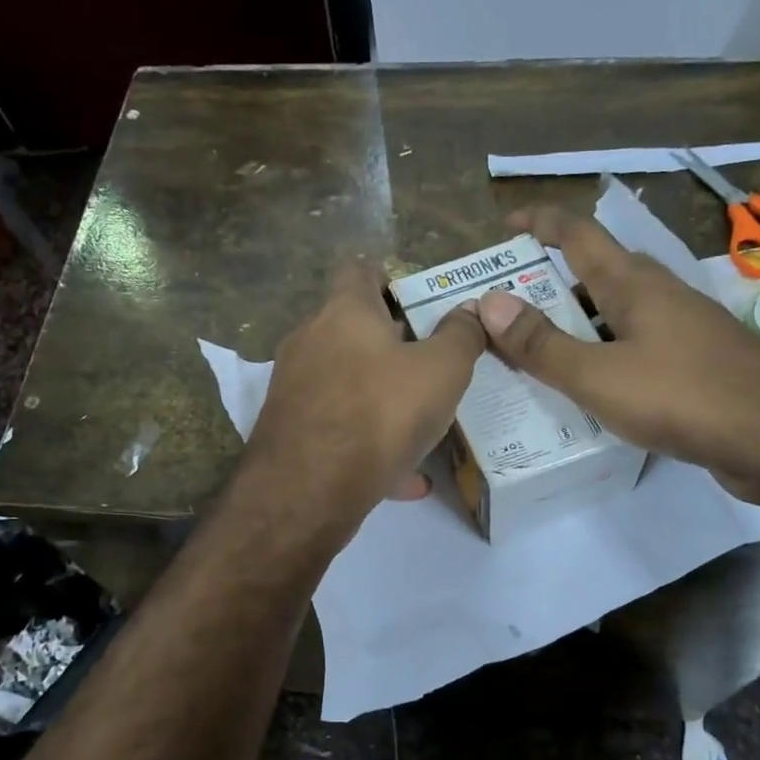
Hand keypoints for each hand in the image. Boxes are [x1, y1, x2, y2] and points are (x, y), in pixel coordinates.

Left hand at [234, 259, 486, 545]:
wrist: (308, 489)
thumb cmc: (380, 413)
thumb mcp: (442, 370)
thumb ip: (461, 336)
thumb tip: (469, 311)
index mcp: (345, 312)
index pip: (361, 270)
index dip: (391, 277)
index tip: (419, 300)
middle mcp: (310, 341)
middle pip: (353, 330)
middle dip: (393, 345)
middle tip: (432, 365)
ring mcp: (295, 388)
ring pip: (349, 385)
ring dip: (383, 399)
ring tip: (423, 423)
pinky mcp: (290, 432)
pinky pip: (340, 429)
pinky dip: (370, 444)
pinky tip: (405, 477)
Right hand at [478, 207, 759, 491]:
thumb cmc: (682, 397)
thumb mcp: (597, 375)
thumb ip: (541, 344)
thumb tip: (487, 303)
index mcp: (633, 284)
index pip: (578, 234)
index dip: (540, 223)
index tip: (507, 225)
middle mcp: (660, 295)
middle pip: (598, 274)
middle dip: (552, 283)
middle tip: (511, 310)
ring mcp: (684, 328)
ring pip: (618, 313)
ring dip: (579, 323)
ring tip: (540, 352)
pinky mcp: (698, 363)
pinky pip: (638, 346)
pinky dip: (606, 355)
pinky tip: (593, 388)